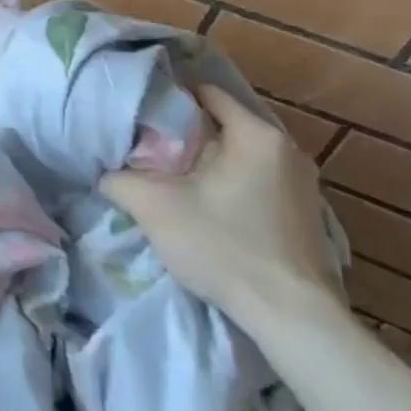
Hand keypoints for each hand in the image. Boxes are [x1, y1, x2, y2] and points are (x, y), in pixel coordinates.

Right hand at [98, 85, 345, 330]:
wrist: (292, 317)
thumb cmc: (224, 247)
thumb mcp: (155, 208)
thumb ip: (120, 180)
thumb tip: (105, 173)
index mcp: (256, 135)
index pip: (207, 92)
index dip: (169, 97)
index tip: (139, 112)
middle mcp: (287, 149)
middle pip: (223, 125)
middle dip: (185, 134)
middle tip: (146, 147)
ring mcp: (302, 184)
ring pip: (239, 155)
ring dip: (207, 162)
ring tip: (170, 177)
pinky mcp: (305, 214)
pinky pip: (257, 181)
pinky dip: (229, 183)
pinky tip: (205, 206)